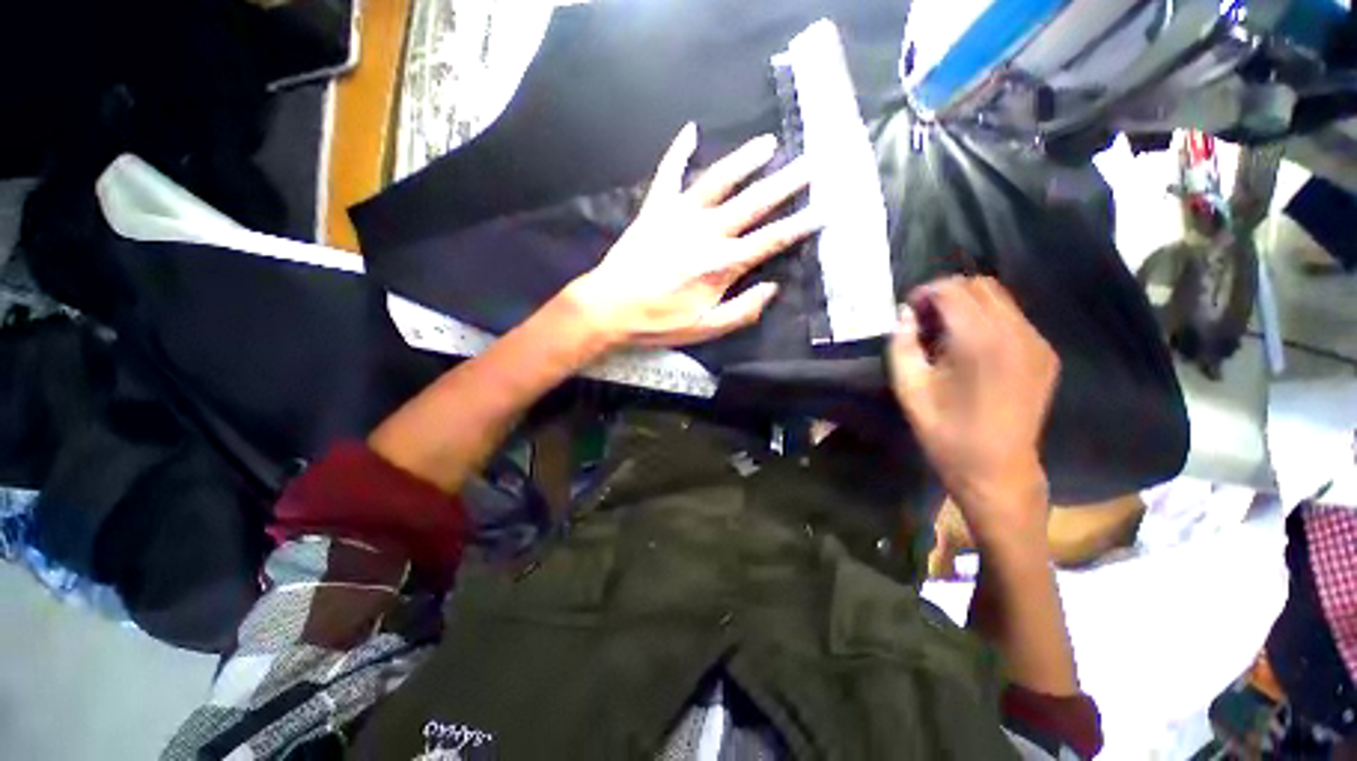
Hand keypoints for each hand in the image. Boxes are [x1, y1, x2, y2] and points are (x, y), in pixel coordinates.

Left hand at [562, 123, 819, 347]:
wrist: (610, 307)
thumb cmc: (659, 322)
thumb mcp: (706, 329)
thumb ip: (743, 311)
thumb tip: (772, 288)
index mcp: (722, 263)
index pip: (770, 240)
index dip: (799, 226)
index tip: (823, 211)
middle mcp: (706, 231)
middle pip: (753, 203)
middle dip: (785, 184)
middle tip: (810, 165)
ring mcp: (679, 214)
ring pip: (719, 180)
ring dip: (745, 160)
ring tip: (768, 142)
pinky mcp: (655, 208)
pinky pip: (668, 173)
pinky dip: (678, 151)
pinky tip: (690, 130)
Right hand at [889, 276, 1058, 544]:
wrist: (998, 470)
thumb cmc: (946, 433)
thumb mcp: (909, 390)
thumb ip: (902, 345)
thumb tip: (905, 314)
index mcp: (980, 342)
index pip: (953, 290)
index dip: (926, 292)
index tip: (908, 310)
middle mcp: (1016, 333)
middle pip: (981, 286)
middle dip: (947, 293)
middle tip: (923, 319)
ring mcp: (1037, 343)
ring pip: (1000, 299)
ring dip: (967, 305)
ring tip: (945, 332)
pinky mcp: (1045, 355)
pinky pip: (1013, 319)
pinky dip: (987, 319)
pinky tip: (970, 347)